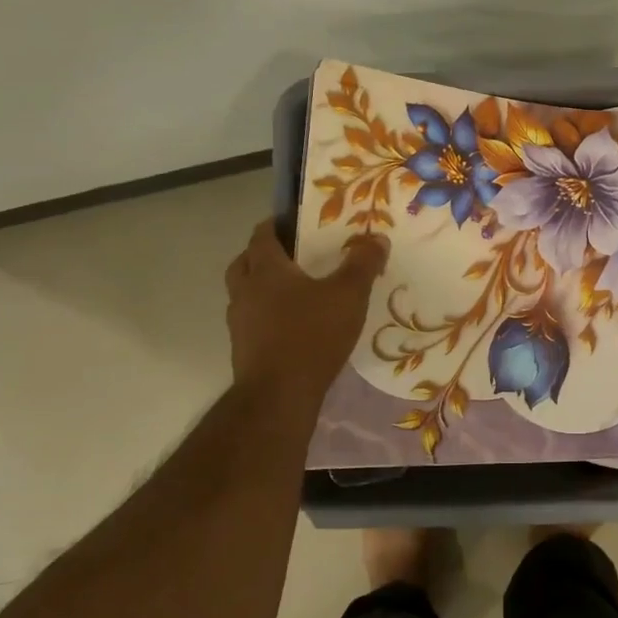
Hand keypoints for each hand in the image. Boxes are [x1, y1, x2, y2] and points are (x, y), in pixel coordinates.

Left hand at [226, 221, 387, 397]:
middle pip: (245, 262)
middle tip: (292, 255)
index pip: (262, 235)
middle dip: (264, 254)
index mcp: (265, 270)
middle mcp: (245, 291)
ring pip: (245, 293)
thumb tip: (377, 238)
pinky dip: (267, 316)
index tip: (294, 222)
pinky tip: (293, 325)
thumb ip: (363, 264)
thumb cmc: (312, 334)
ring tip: (295, 292)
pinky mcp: (243, 349)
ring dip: (263, 287)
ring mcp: (240, 323)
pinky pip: (253, 321)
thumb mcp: (348, 295)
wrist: (279, 396)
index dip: (276, 224)